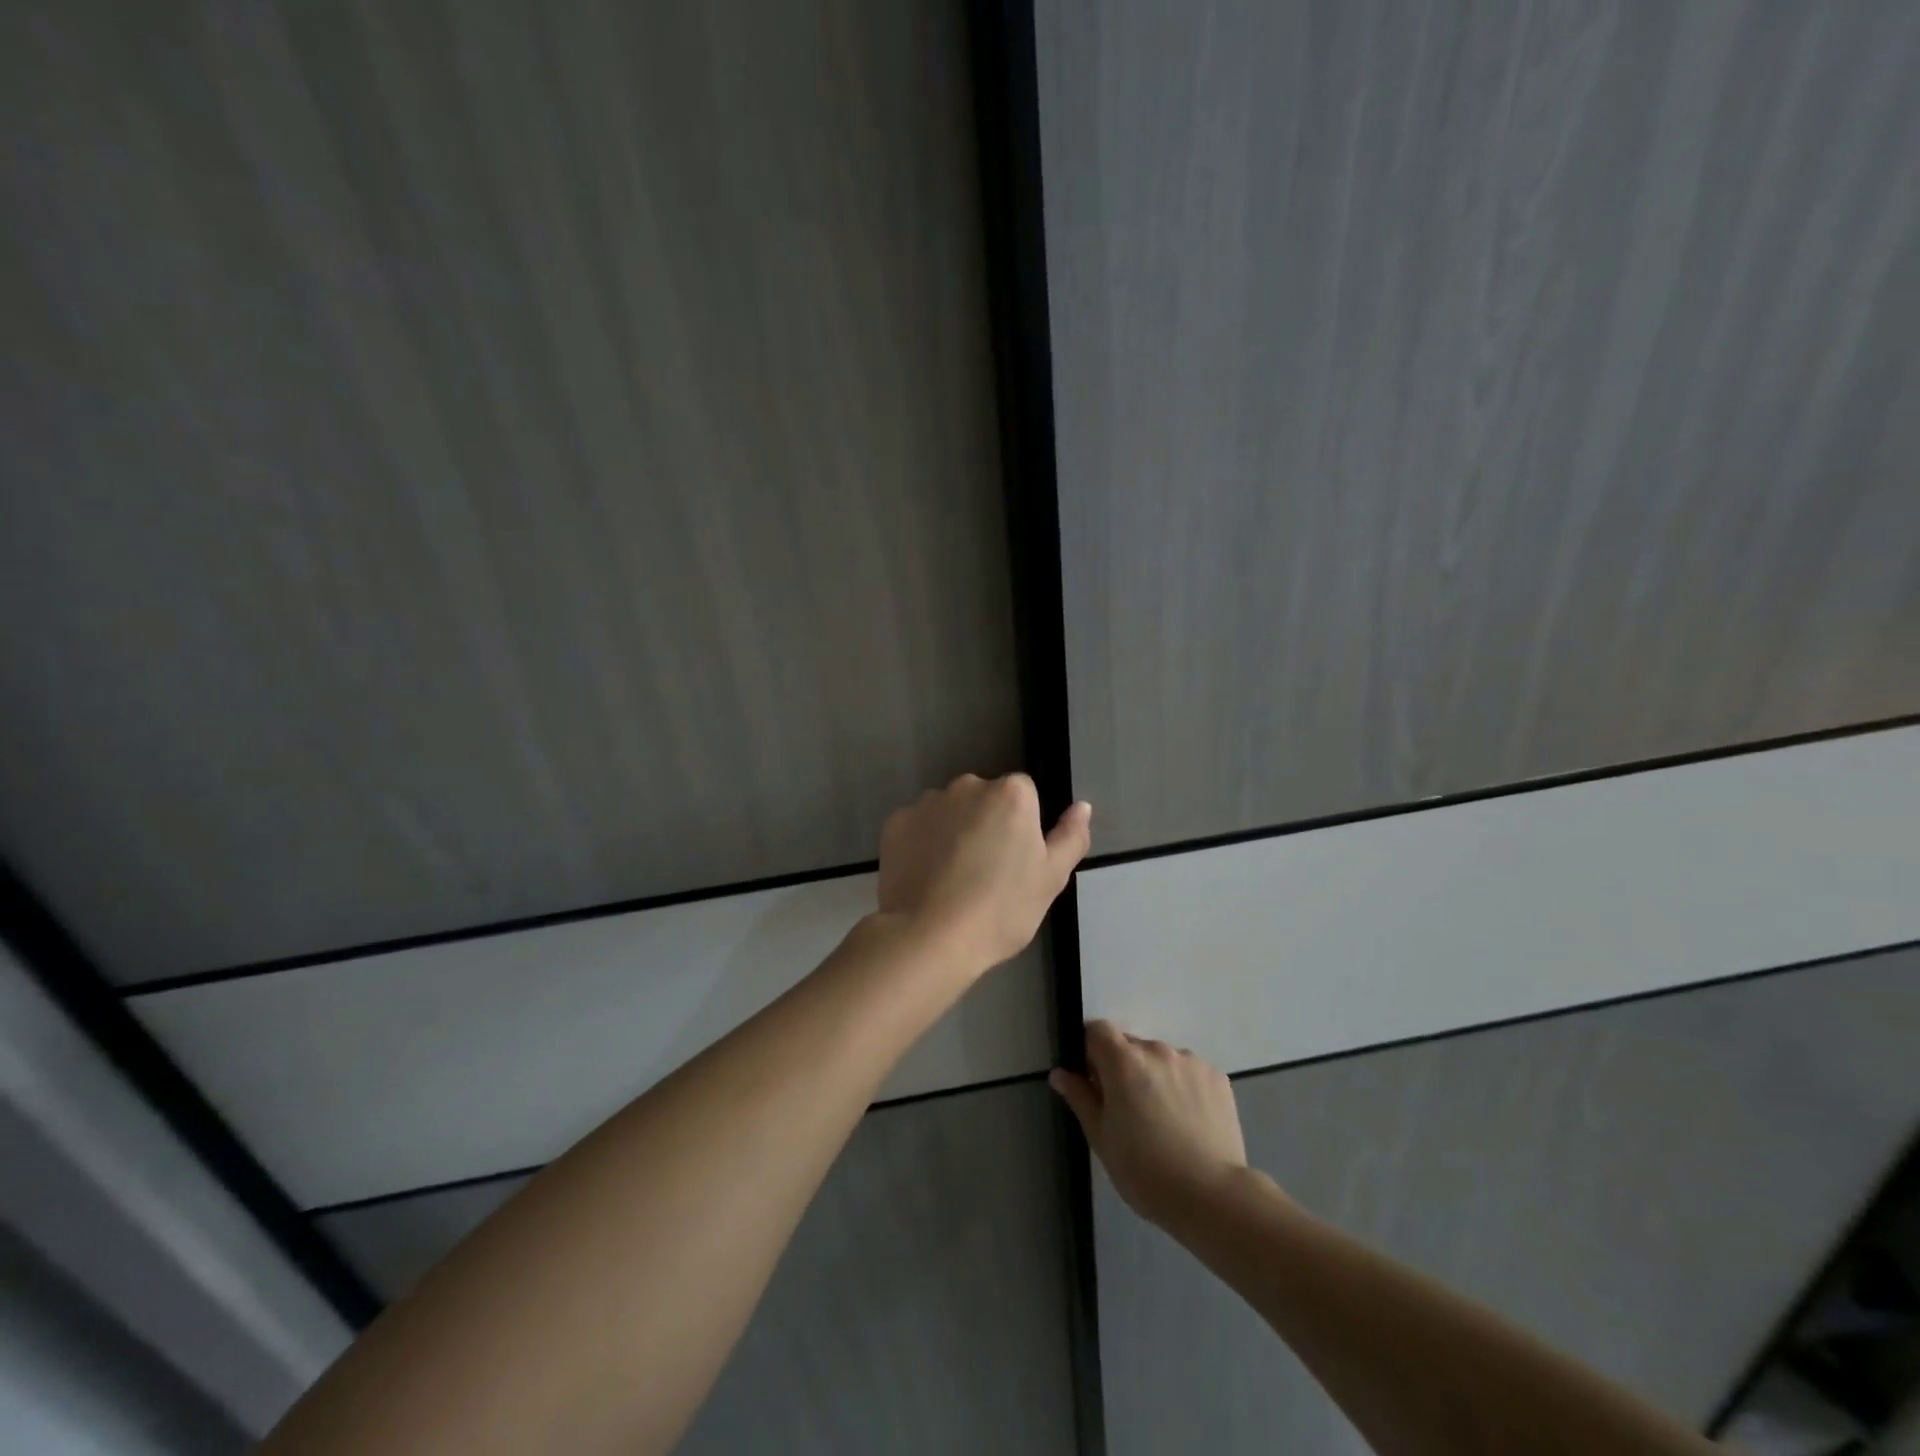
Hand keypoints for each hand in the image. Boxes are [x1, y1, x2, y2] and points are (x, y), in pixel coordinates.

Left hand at [877, 773, 1091, 973]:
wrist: (930, 937)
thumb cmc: (1001, 910)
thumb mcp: (1051, 879)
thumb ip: (1070, 836)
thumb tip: (1082, 806)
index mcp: (1011, 794)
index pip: (1024, 796)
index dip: (1022, 828)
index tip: (1016, 862)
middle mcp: (967, 786)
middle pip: (985, 799)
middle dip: (987, 824)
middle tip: (986, 873)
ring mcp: (927, 802)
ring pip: (950, 811)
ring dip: (954, 832)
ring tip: (952, 879)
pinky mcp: (895, 823)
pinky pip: (918, 827)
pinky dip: (923, 844)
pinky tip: (926, 878)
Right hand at [1051, 1020, 1249, 1228]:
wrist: (1212, 1197)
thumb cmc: (1145, 1171)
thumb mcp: (1101, 1138)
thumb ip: (1080, 1098)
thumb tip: (1060, 1073)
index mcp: (1123, 1061)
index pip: (1098, 1031)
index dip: (1092, 1052)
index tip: (1096, 1083)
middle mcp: (1157, 1050)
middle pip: (1131, 1046)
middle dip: (1124, 1069)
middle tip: (1130, 1111)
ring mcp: (1191, 1061)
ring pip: (1162, 1060)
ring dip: (1155, 1078)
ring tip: (1165, 1121)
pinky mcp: (1217, 1077)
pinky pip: (1190, 1072)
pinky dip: (1184, 1087)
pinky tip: (1189, 1123)